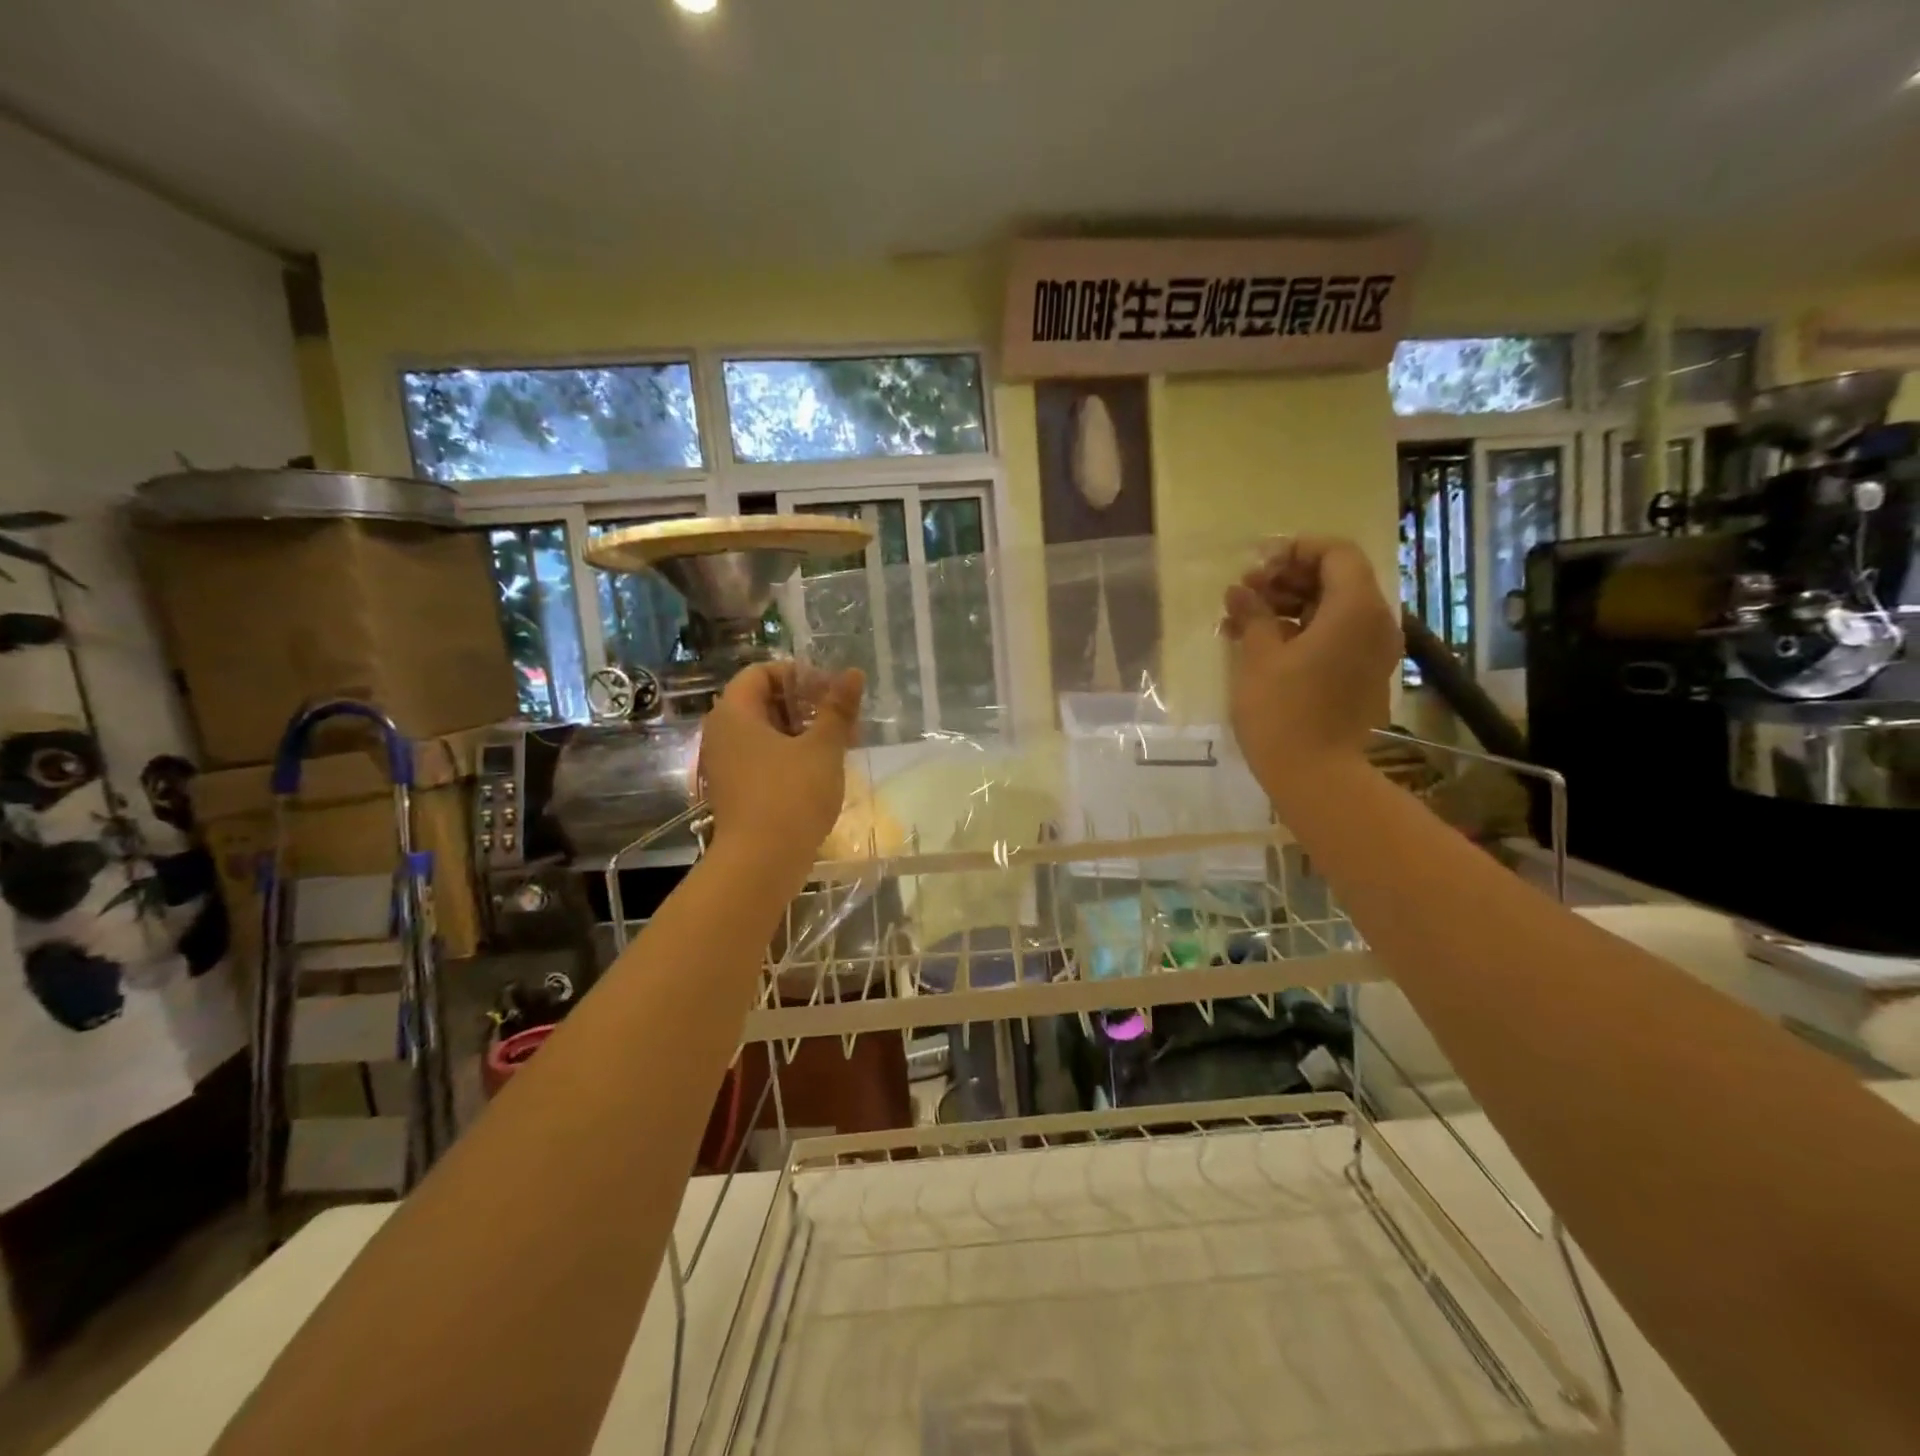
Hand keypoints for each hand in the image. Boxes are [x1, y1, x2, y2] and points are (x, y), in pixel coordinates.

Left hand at [697, 662, 864, 874]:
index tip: (831, 691)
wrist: (760, 863)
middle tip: (841, 718)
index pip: (761, 673)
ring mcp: (725, 765)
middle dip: (805, 705)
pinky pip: (762, 760)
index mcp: (734, 713)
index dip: (798, 675)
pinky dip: (790, 757)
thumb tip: (853, 673)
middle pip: (763, 702)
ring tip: (838, 744)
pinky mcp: (735, 791)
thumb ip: (838, 708)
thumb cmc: (791, 795)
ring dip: (802, 732)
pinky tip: (821, 771)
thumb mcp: (822, 748)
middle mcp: (721, 734)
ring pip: (765, 734)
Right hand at [1222, 537, 1399, 809]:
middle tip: (1243, 594)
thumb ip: (1253, 614)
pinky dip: (1303, 631)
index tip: (1256, 566)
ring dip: (1290, 606)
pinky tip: (1262, 644)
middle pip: (1336, 579)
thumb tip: (1240, 591)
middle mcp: (1376, 623)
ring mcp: (1373, 652)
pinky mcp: (1363, 676)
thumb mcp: (1259, 656)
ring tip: (1243, 620)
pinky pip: (1337, 637)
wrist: (1316, 775)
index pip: (1336, 553)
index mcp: (1356, 608)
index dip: (1295, 551)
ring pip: (1333, 610)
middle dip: (1287, 579)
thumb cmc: (1283, 710)